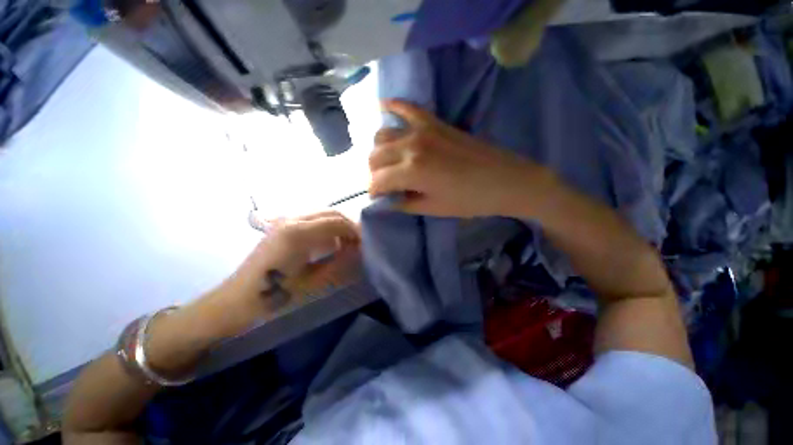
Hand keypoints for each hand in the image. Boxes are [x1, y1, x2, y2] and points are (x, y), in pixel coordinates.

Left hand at [224, 211, 360, 317]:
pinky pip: (313, 219)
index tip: (365, 244)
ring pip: (323, 213)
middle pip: (332, 212)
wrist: (239, 298)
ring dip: (338, 226)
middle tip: (358, 244)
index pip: (338, 221)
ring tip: (345, 244)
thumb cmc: (276, 295)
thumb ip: (341, 263)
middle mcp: (293, 219)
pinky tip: (328, 243)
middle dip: (349, 226)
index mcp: (299, 232)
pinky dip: (327, 227)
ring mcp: (285, 220)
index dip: (356, 231)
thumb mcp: (314, 282)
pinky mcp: (282, 225)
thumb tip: (360, 250)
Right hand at [369, 100, 551, 217]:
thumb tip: (387, 200)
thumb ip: (404, 203)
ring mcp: (422, 129)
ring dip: (378, 150)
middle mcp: (411, 145)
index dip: (373, 191)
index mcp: (411, 171)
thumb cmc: (469, 200)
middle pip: (375, 155)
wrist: (505, 180)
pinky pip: (407, 107)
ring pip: (383, 134)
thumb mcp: (433, 208)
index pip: (377, 180)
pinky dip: (392, 106)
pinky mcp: (435, 122)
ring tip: (386, 162)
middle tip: (382, 184)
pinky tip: (382, 106)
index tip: (377, 198)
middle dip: (373, 172)